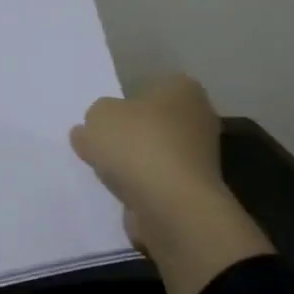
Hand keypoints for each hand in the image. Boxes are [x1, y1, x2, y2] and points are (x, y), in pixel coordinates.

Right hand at [70, 76, 272, 293]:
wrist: (170, 206)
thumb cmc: (138, 146)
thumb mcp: (99, 117)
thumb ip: (95, 118)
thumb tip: (94, 130)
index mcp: (183, 89)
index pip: (150, 87)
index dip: (124, 103)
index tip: (104, 120)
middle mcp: (198, 118)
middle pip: (153, 122)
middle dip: (130, 134)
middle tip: (100, 145)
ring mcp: (200, 157)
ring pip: (155, 153)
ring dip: (135, 163)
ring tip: (106, 173)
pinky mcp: (193, 189)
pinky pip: (158, 181)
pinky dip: (141, 186)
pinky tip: (122, 192)